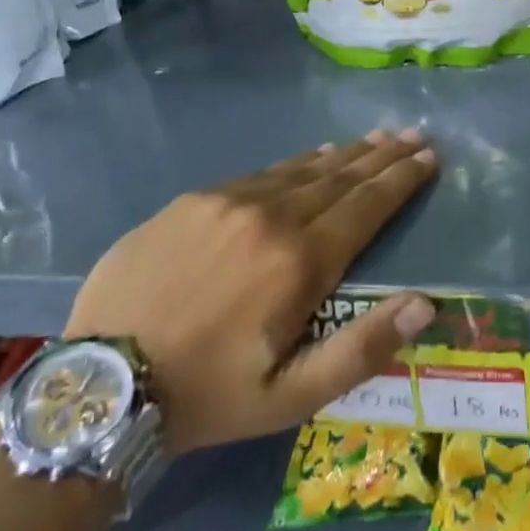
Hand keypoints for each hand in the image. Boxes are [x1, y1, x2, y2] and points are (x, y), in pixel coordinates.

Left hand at [65, 130, 437, 453]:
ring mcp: (228, 202)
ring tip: (373, 139)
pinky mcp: (193, 201)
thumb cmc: (208, 395)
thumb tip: (424, 303)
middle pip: (340, 177)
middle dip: (381, 156)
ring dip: (344, 155)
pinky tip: (310, 158)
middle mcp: (271, 217)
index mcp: (300, 262)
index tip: (428, 156)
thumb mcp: (291, 396)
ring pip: (301, 169)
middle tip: (411, 134)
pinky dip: (296, 164)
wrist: (101, 384)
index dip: (401, 179)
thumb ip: (362, 348)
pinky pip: (260, 174)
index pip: (367, 206)